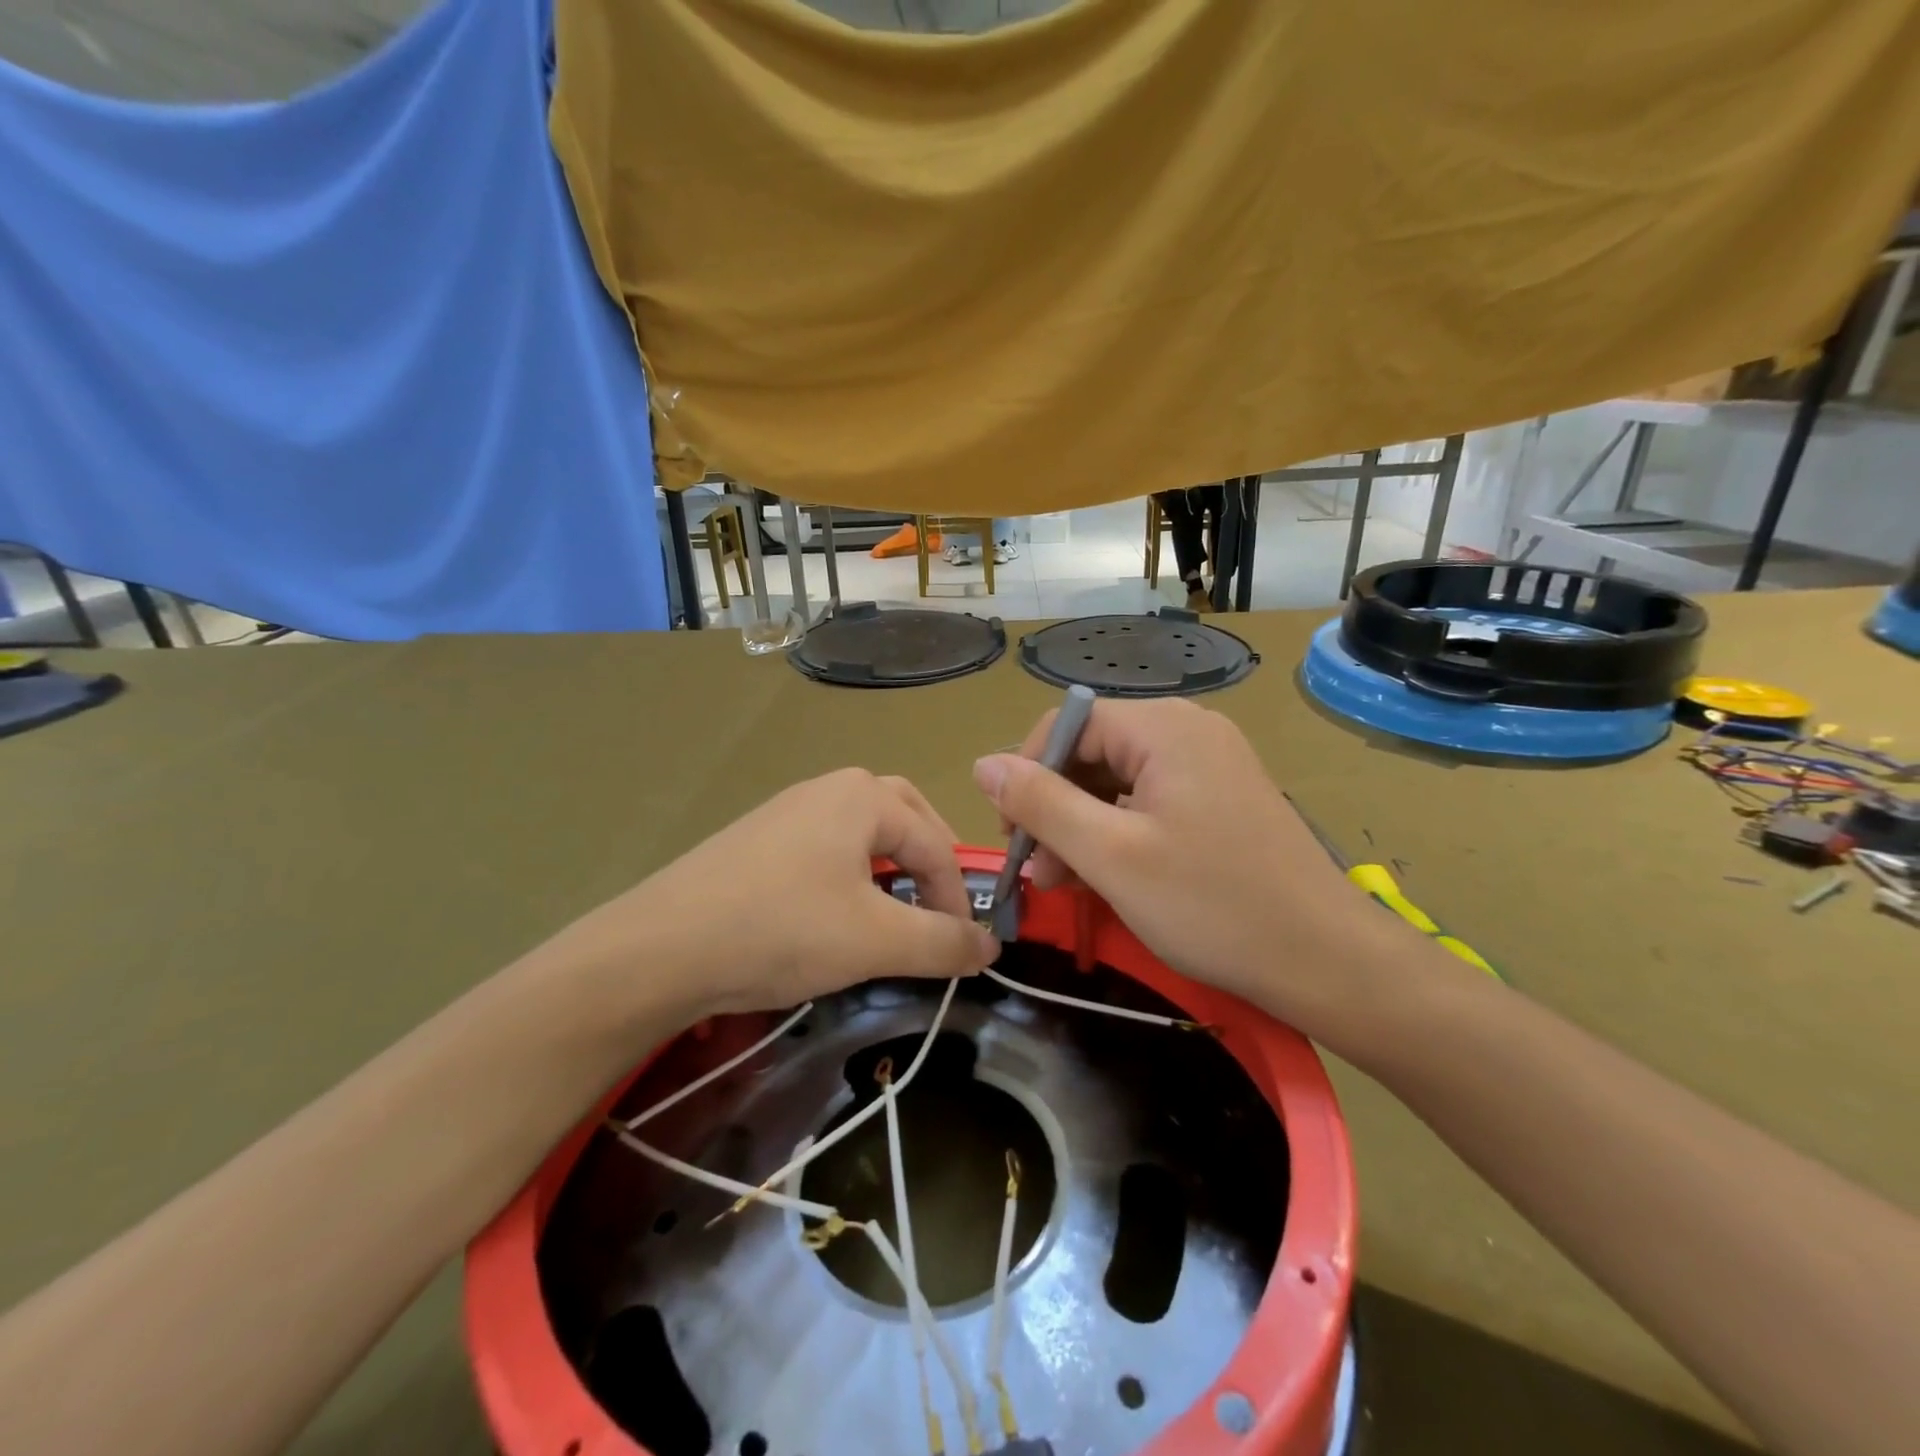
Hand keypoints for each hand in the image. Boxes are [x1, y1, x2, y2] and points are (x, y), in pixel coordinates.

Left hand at [541, 769, 999, 1020]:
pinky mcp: (758, 839)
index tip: (963, 949)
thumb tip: (993, 947)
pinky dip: (851, 874)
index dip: (958, 898)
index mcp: (864, 796)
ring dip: (890, 867)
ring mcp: (788, 810)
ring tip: (895, 912)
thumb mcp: (875, 940)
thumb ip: (942, 942)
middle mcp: (828, 788)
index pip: (936, 844)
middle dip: (930, 861)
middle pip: (904, 817)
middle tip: (940, 907)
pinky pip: (825, 847)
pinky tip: (836, 913)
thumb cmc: (782, 930)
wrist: (659, 948)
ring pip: (862, 832)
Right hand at [972, 698, 1422, 1046]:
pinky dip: (1118, 834)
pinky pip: (1148, 801)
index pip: (1066, 725)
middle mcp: (1187, 730)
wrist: (1325, 959)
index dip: (1026, 775)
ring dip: (1081, 827)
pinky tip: (1105, 877)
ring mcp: (1209, 763)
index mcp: (1163, 728)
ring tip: (1064, 884)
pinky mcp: (1220, 797)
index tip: (1013, 838)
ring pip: (1117, 781)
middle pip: (1091, 753)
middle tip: (1037, 873)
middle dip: (1054, 808)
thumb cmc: (1212, 905)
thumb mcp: (1110, 855)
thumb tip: (982, 764)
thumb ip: (1041, 804)